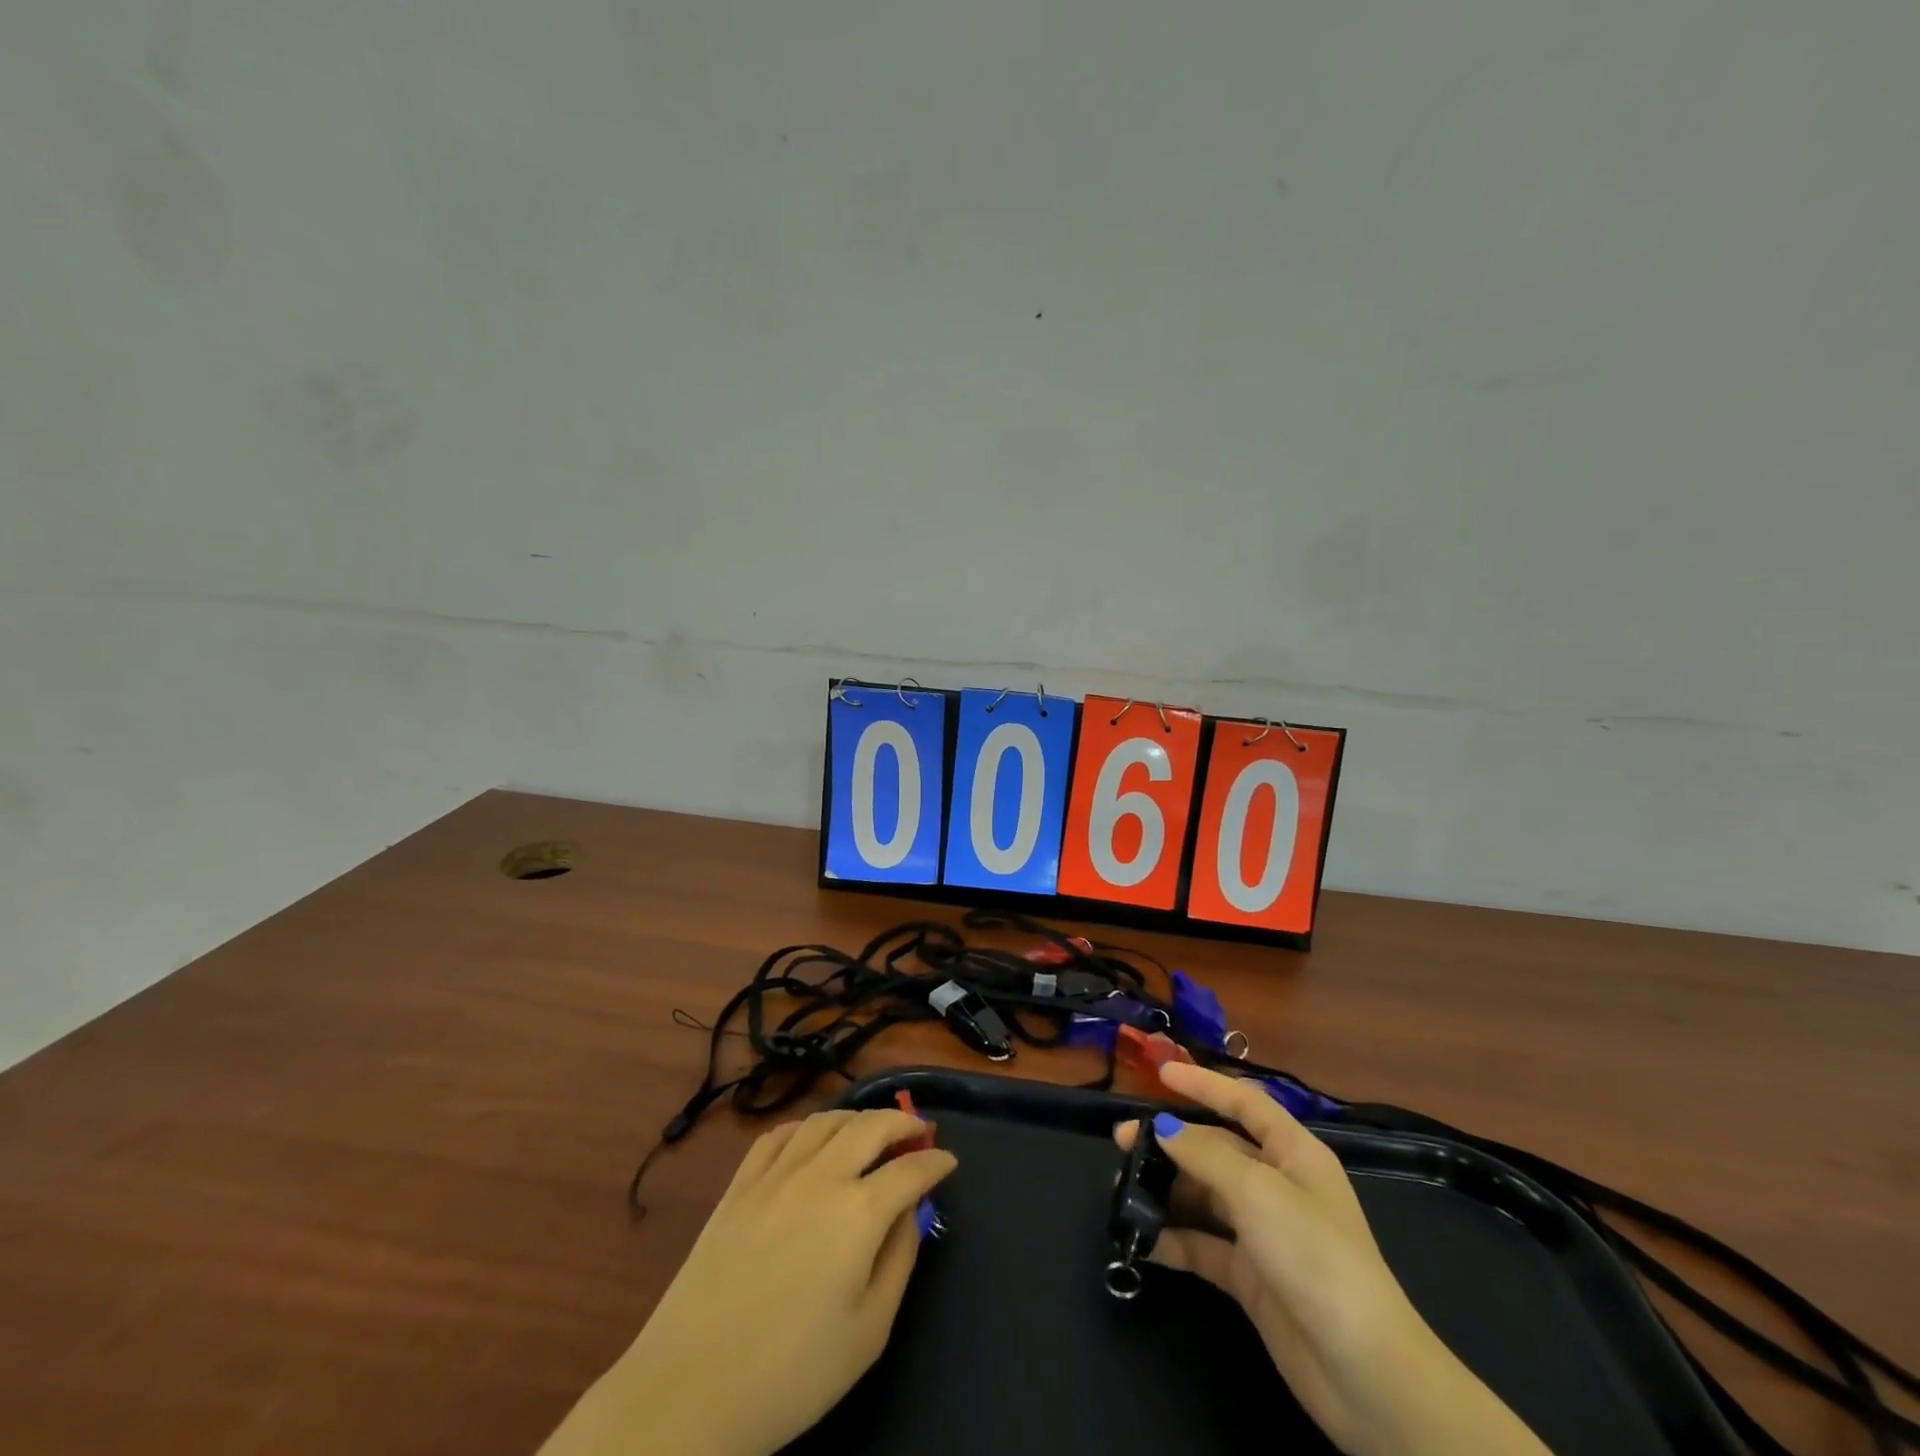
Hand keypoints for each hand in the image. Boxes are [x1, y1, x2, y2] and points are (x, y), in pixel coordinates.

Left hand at [541, 1109, 955, 1455]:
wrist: (689, 1390)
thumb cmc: (791, 1374)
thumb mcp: (868, 1332)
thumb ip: (899, 1259)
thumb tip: (911, 1212)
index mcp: (858, 1212)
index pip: (910, 1170)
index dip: (935, 1161)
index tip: (949, 1161)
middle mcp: (820, 1176)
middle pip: (871, 1126)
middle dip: (903, 1122)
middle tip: (919, 1132)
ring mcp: (775, 1174)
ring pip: (826, 1120)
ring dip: (858, 1118)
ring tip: (872, 1131)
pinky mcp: (739, 1184)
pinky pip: (780, 1134)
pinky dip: (808, 1127)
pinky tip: (813, 1140)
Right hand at [1118, 1062, 1549, 1455]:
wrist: (1365, 1374)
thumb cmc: (1315, 1257)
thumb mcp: (1258, 1192)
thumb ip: (1205, 1155)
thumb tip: (1163, 1128)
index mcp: (1294, 1153)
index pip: (1245, 1103)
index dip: (1205, 1084)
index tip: (1160, 1073)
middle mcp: (1279, 1185)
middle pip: (1217, 1148)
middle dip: (1171, 1140)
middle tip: (1122, 1141)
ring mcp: (1264, 1232)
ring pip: (1206, 1195)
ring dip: (1167, 1189)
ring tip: (1123, 1189)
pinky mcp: (1251, 1277)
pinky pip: (1204, 1245)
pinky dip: (1174, 1239)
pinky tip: (1141, 1240)